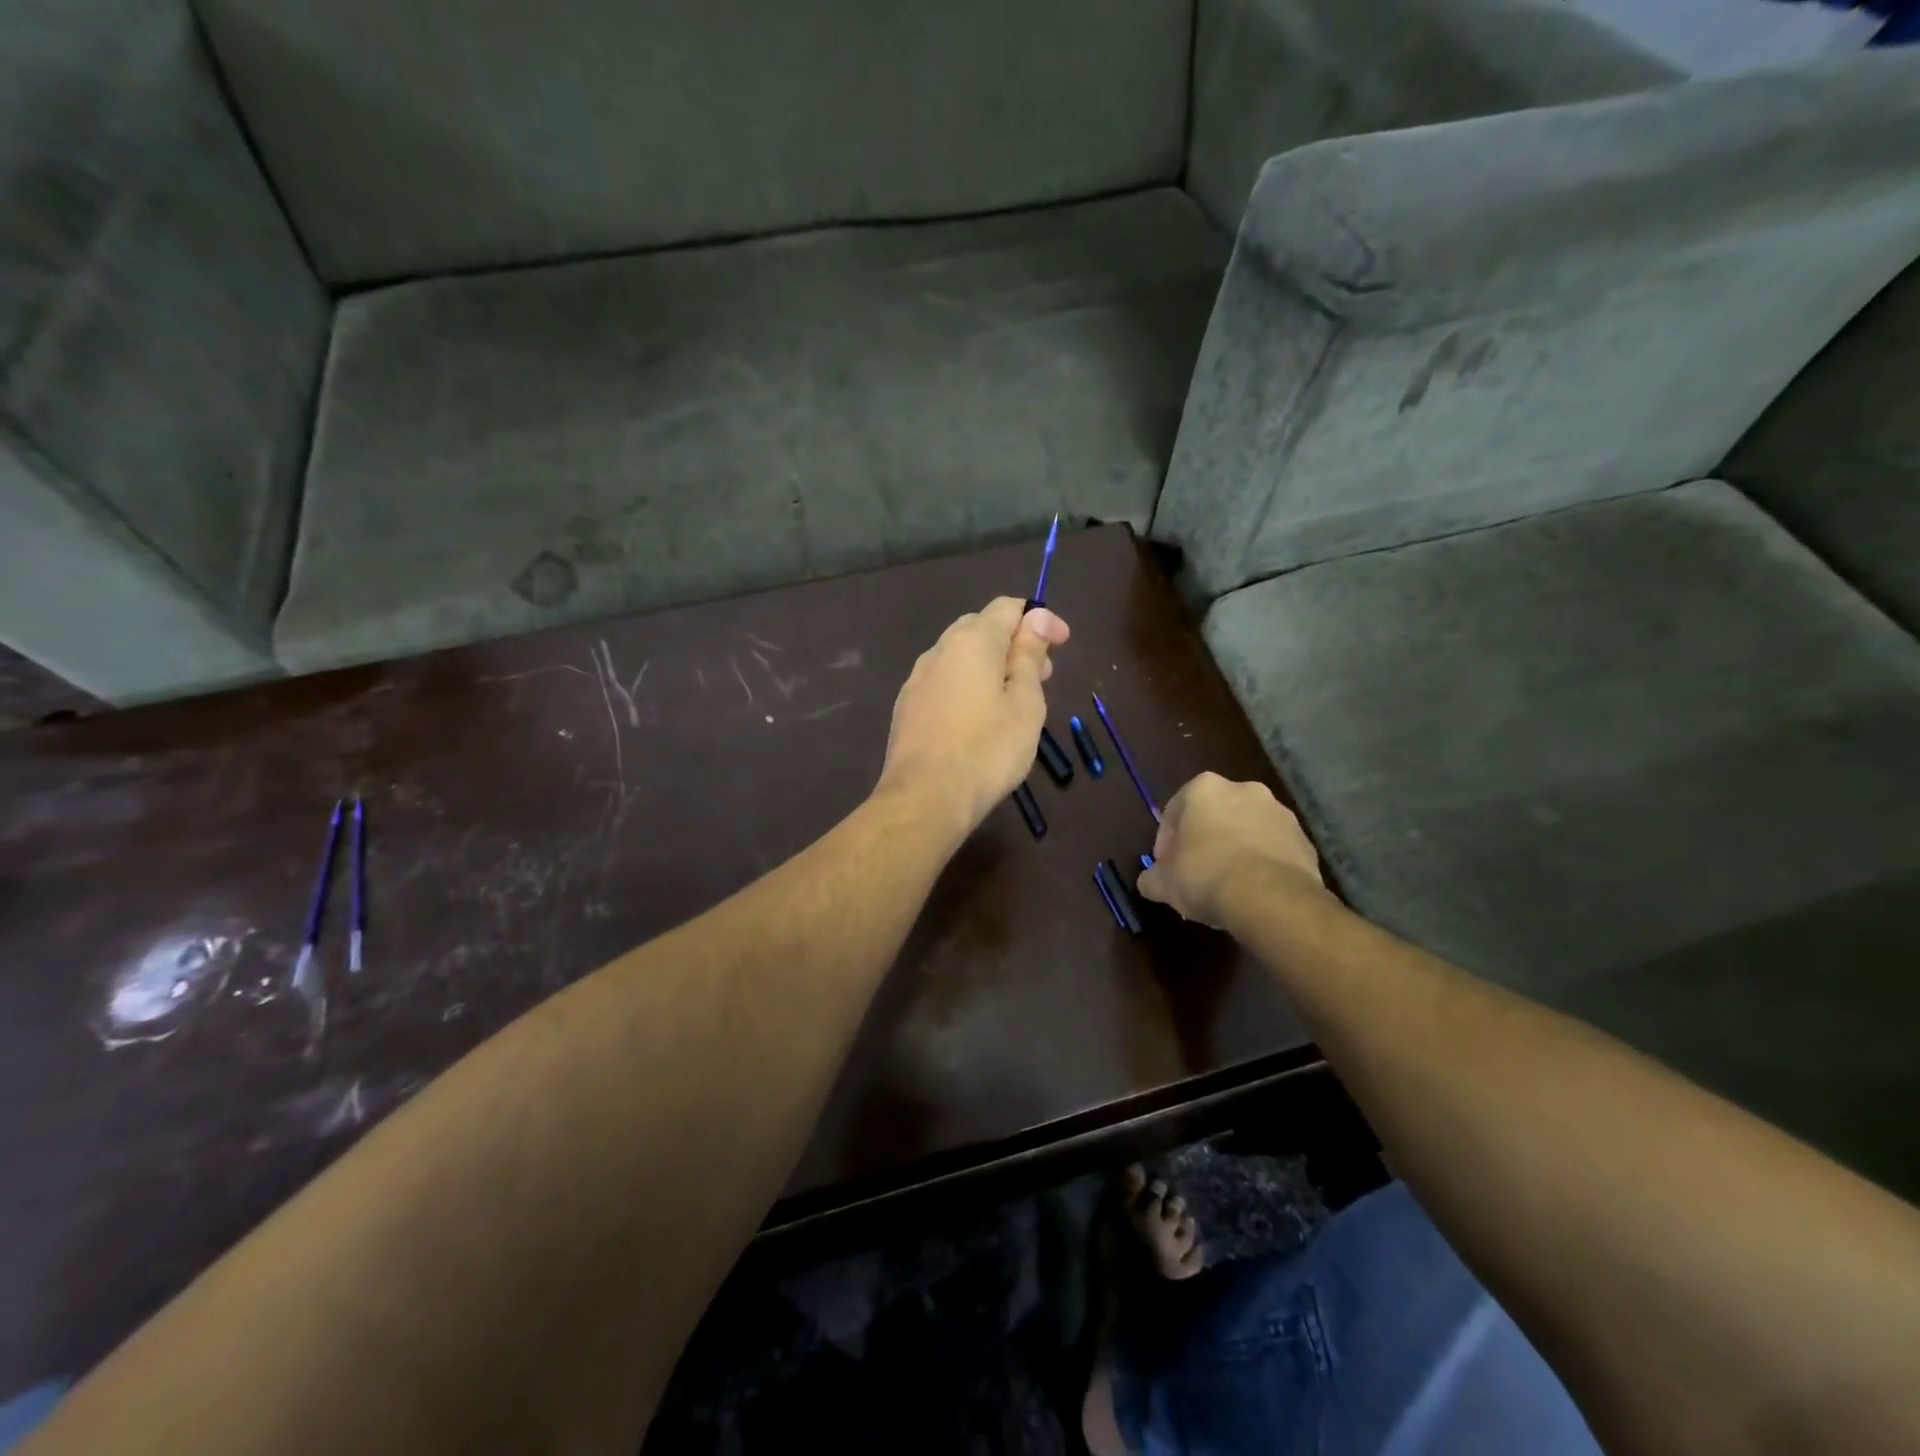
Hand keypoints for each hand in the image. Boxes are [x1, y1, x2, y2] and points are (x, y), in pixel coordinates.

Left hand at [876, 597, 1070, 837]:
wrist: (924, 798)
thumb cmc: (988, 750)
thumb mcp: (1025, 703)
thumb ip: (1029, 655)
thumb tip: (1037, 617)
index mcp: (971, 641)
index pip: (1008, 607)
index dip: (1040, 619)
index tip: (1062, 644)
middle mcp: (939, 650)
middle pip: (980, 628)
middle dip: (1014, 643)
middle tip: (1042, 676)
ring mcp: (917, 679)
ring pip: (959, 657)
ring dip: (989, 666)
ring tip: (1012, 700)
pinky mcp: (906, 707)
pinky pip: (943, 682)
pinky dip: (966, 687)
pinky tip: (977, 719)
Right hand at [1137, 772, 1324, 927]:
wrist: (1270, 897)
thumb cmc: (1205, 876)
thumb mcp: (1162, 882)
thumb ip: (1151, 876)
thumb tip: (1151, 880)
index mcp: (1204, 788)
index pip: (1174, 811)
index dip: (1166, 842)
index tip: (1166, 867)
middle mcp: (1244, 789)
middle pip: (1214, 815)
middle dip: (1204, 840)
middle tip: (1195, 873)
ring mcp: (1279, 813)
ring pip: (1246, 830)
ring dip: (1235, 850)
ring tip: (1227, 885)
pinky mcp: (1304, 840)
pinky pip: (1273, 849)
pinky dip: (1262, 864)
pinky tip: (1253, 890)